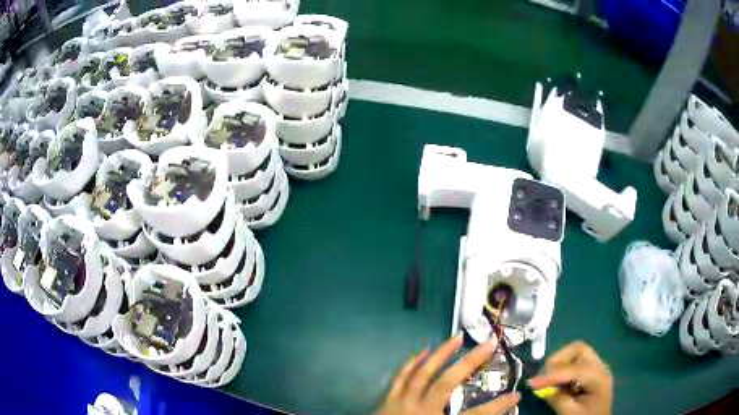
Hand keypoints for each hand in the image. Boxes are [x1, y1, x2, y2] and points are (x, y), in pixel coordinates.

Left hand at [376, 334, 520, 414]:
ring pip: (422, 374)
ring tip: (456, 337)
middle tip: (489, 343)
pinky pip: (400, 378)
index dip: (497, 406)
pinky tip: (423, 351)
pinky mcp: (387, 400)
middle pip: (447, 383)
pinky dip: (412, 363)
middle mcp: (420, 411)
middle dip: (469, 362)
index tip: (516, 395)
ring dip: (441, 354)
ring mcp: (401, 403)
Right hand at [528, 341, 612, 414]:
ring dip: (559, 363)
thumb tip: (541, 388)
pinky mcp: (591, 371)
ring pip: (576, 352)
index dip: (552, 375)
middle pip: (579, 349)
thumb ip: (558, 400)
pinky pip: (576, 361)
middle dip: (557, 360)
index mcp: (599, 378)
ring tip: (548, 380)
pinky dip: (563, 368)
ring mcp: (597, 367)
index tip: (532, 383)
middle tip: (542, 377)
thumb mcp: (571, 414)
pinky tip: (557, 382)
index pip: (575, 369)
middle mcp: (600, 367)